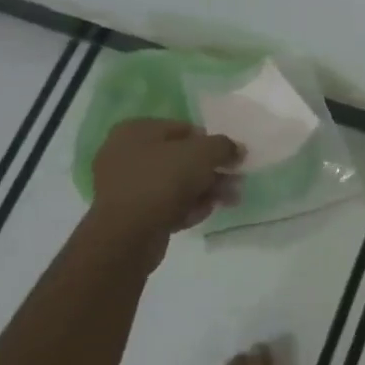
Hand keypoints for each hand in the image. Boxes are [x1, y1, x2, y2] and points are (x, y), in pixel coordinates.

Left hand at [89, 120, 241, 242]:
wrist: (126, 234)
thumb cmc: (162, 181)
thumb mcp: (202, 154)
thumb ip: (224, 146)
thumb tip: (238, 149)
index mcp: (137, 130)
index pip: (184, 129)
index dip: (212, 144)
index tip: (232, 160)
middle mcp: (126, 154)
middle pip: (182, 159)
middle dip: (212, 171)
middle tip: (235, 183)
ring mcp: (127, 185)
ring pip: (176, 183)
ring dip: (205, 191)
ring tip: (229, 201)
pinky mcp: (131, 213)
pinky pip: (165, 204)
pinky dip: (186, 207)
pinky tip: (203, 214)